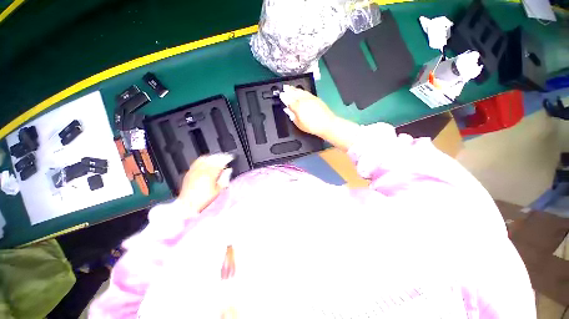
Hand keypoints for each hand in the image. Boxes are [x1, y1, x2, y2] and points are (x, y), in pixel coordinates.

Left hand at [179, 153, 233, 212]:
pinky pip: (197, 161)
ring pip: (205, 159)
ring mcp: (195, 170)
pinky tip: (206, 160)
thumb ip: (224, 178)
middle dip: (220, 156)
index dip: (226, 159)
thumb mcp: (218, 190)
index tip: (230, 157)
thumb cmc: (204, 199)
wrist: (188, 204)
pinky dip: (203, 159)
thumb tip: (229, 170)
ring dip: (212, 157)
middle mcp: (202, 170)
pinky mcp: (189, 172)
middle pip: (213, 159)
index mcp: (210, 174)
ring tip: (217, 157)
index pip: (220, 163)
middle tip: (225, 157)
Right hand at [279, 85, 336, 137]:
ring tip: (290, 87)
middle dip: (289, 90)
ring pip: (300, 91)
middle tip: (284, 87)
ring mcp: (310, 98)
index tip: (281, 95)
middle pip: (294, 93)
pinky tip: (300, 90)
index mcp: (298, 107)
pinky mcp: (316, 98)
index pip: (289, 100)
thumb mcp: (299, 124)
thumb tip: (287, 110)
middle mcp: (303, 100)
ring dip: (294, 89)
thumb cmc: (312, 126)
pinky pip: (306, 92)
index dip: (284, 97)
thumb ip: (292, 116)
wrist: (327, 124)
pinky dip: (301, 90)